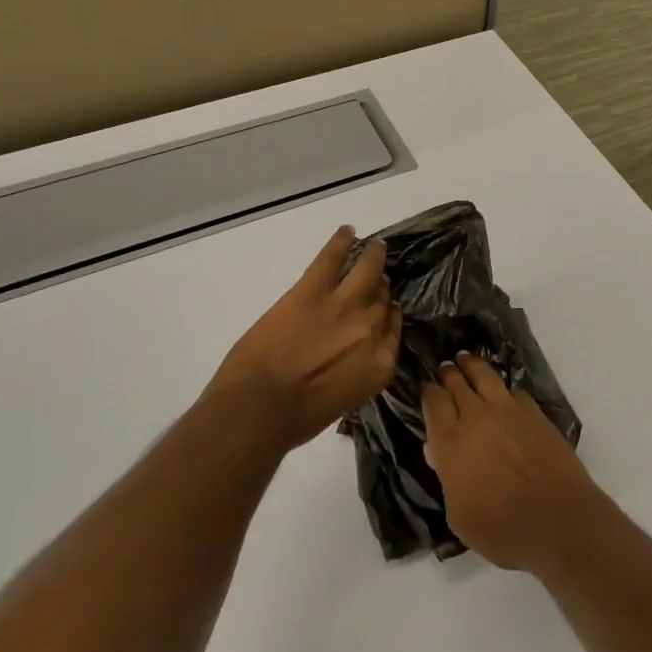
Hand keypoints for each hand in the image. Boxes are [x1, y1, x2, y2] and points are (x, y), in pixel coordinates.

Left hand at [205, 226, 401, 452]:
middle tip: (376, 281)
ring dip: (373, 258)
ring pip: (367, 272)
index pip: (392, 329)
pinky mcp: (314, 289)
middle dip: (379, 290)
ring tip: (375, 248)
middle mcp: (371, 329)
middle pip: (382, 299)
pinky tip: (347, 231)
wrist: (259, 408)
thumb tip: (349, 356)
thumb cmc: (296, 419)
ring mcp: (345, 305)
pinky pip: (332, 258)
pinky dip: (340, 242)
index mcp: (380, 363)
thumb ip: (355, 372)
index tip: (384, 309)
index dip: (387, 316)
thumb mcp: (343, 400)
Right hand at [423, 353, 599, 571]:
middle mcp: (477, 416)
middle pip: (457, 383)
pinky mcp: (535, 413)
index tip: (427, 389)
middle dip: (448, 374)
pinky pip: (513, 391)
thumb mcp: (459, 517)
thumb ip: (447, 480)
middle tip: (445, 369)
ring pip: (485, 375)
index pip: (433, 402)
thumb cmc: (502, 529)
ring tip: (466, 360)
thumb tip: (441, 455)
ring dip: (472, 366)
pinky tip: (503, 392)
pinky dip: (503, 388)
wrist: (559, 521)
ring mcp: (508, 410)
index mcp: (451, 441)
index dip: (428, 392)